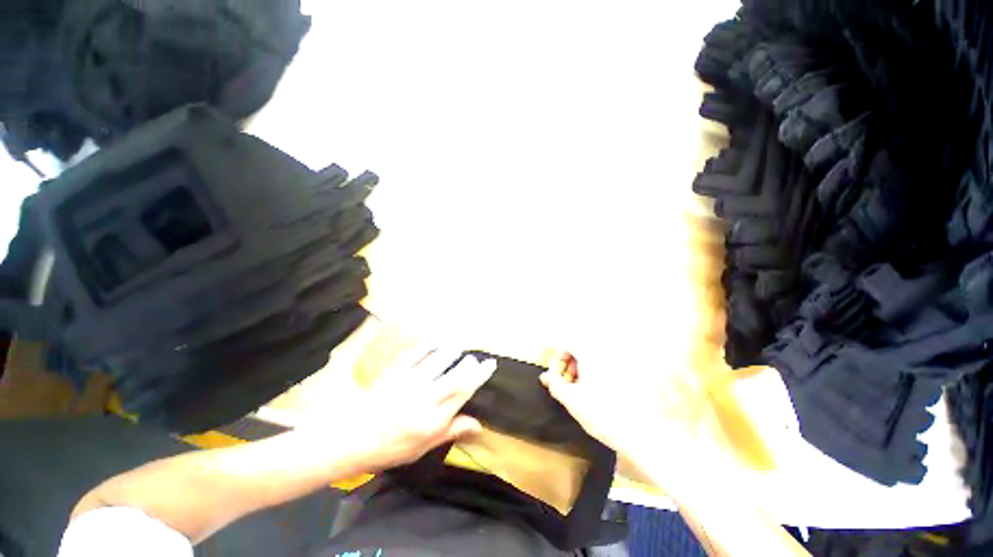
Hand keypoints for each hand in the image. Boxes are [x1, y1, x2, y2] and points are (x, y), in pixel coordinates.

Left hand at [335, 347, 496, 472]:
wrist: (352, 439)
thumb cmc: (391, 448)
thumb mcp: (423, 447)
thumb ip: (451, 431)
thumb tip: (479, 425)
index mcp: (433, 419)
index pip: (463, 392)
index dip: (480, 376)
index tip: (490, 364)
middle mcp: (425, 397)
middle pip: (455, 374)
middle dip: (469, 364)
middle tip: (474, 359)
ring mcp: (409, 382)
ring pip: (438, 360)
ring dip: (451, 352)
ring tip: (458, 349)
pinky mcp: (395, 373)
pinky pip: (415, 353)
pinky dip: (427, 346)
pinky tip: (434, 344)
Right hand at [540, 350, 724, 491]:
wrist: (655, 436)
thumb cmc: (608, 417)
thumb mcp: (574, 402)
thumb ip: (556, 385)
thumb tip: (544, 376)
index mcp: (592, 351)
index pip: (567, 342)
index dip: (559, 358)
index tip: (560, 377)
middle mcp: (609, 349)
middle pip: (583, 347)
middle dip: (573, 364)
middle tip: (573, 386)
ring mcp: (627, 359)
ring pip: (599, 356)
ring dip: (589, 369)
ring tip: (590, 392)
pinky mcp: (641, 371)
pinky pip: (615, 365)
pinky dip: (606, 374)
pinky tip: (610, 395)